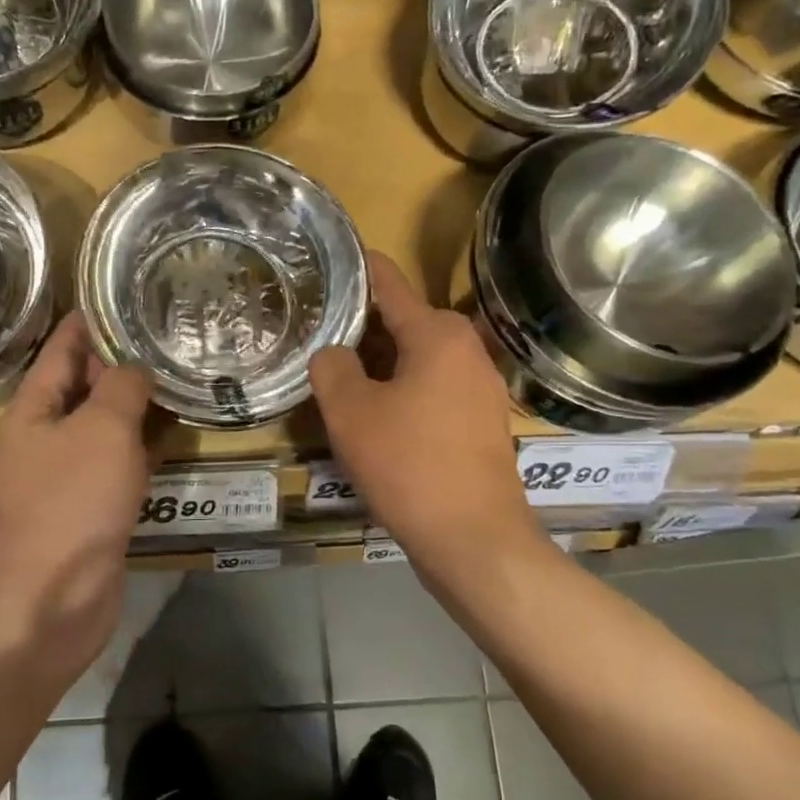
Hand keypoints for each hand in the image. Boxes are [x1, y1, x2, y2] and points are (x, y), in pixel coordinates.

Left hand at [0, 313, 155, 681]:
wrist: (53, 600)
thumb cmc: (72, 503)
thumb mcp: (101, 430)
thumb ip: (121, 387)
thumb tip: (135, 366)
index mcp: (33, 409)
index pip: (62, 347)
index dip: (91, 319)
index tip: (126, 293)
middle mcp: (45, 436)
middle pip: (84, 385)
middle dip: (122, 360)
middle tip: (169, 334)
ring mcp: (66, 474)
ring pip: (105, 425)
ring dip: (137, 404)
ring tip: (180, 375)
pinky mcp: (90, 506)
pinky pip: (118, 462)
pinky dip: (144, 447)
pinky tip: (177, 433)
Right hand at [311, 253, 550, 580]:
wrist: (474, 539)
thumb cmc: (409, 465)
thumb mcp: (351, 412)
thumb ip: (332, 367)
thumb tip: (334, 352)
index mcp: (438, 334)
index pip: (389, 283)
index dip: (358, 270)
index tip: (331, 260)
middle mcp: (467, 350)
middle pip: (404, 321)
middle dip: (362, 326)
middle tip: (318, 334)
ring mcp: (481, 387)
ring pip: (418, 358)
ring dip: (381, 363)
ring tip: (339, 375)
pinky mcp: (481, 422)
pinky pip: (433, 388)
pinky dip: (403, 389)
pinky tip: (375, 415)